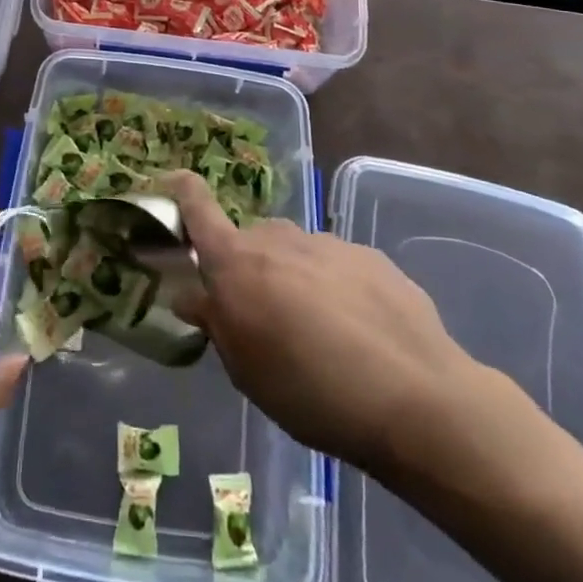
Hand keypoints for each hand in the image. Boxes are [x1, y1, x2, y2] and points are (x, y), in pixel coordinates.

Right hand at [158, 172, 498, 482]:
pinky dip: (334, 290)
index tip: (167, 185)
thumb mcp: (246, 370)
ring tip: (318, 337)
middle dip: (247, 270)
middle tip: (261, 319)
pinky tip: (358, 336)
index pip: (196, 204)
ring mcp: (327, 242)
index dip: (178, 188)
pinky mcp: (369, 256)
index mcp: (237, 261)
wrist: (414, 397)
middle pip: (249, 241)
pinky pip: (336, 267)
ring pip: (294, 254)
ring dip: (293, 281)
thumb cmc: (310, 391)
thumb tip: (194, 295)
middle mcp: (278, 237)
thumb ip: (217, 323)